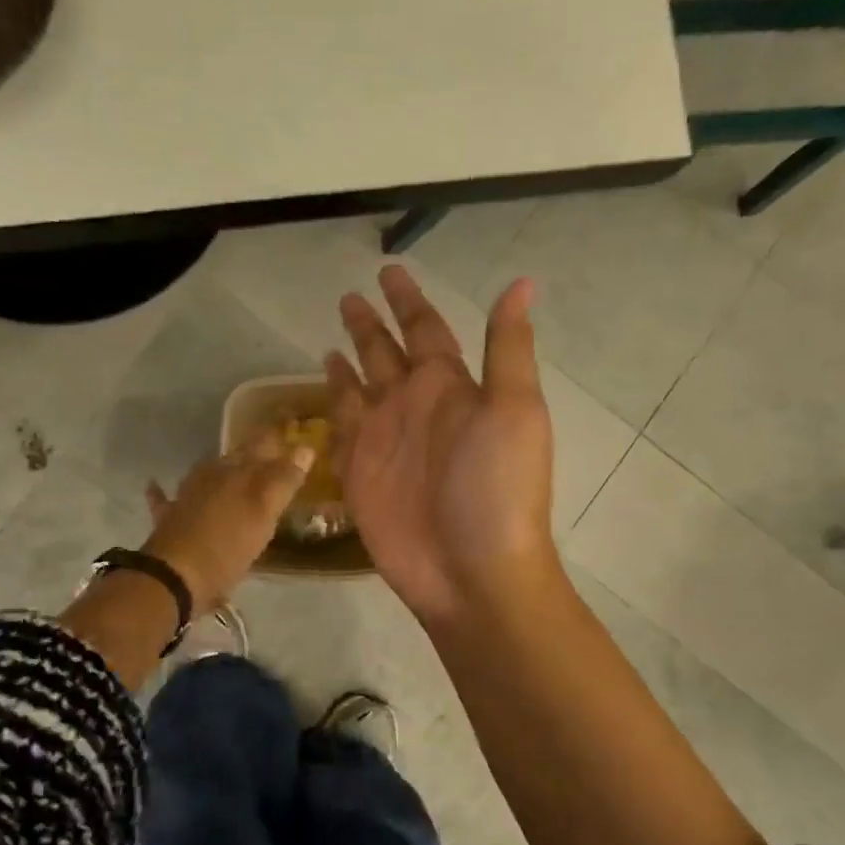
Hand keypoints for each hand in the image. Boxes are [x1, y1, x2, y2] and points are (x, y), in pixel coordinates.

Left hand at [141, 430, 314, 615]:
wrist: (175, 575)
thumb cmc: (227, 543)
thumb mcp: (264, 511)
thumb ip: (284, 479)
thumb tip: (304, 447)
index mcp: (237, 471)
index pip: (263, 444)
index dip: (278, 438)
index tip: (293, 432)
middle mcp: (210, 476)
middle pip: (236, 458)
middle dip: (252, 453)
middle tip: (271, 452)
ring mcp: (185, 496)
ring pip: (206, 473)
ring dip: (219, 468)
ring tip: (232, 467)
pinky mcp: (168, 519)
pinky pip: (164, 498)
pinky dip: (162, 490)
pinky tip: (154, 484)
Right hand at [328, 265, 557, 626]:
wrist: (472, 572)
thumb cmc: (497, 490)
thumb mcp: (515, 411)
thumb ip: (507, 348)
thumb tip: (522, 283)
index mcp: (451, 388)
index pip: (426, 330)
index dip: (408, 301)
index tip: (390, 272)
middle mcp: (414, 407)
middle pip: (387, 353)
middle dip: (370, 324)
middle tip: (349, 295)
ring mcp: (384, 440)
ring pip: (360, 387)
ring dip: (349, 359)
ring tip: (331, 335)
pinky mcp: (358, 473)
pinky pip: (341, 428)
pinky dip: (332, 404)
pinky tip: (322, 384)